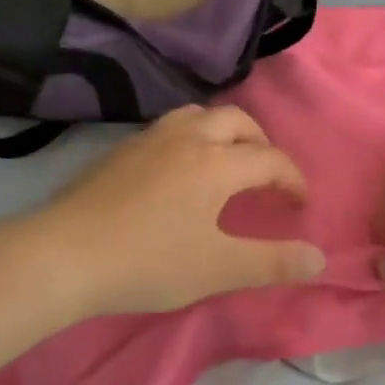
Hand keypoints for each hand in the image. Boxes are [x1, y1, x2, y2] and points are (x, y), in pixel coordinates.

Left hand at [40, 105, 325, 316]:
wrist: (64, 254)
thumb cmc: (149, 262)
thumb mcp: (218, 269)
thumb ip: (272, 263)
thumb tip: (320, 258)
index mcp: (217, 163)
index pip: (270, 159)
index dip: (292, 179)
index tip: (299, 205)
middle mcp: (188, 138)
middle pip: (238, 121)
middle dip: (262, 143)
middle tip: (267, 175)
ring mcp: (150, 139)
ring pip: (199, 115)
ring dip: (224, 132)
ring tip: (226, 162)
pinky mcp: (121, 149)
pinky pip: (170, 127)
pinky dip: (191, 137)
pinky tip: (178, 169)